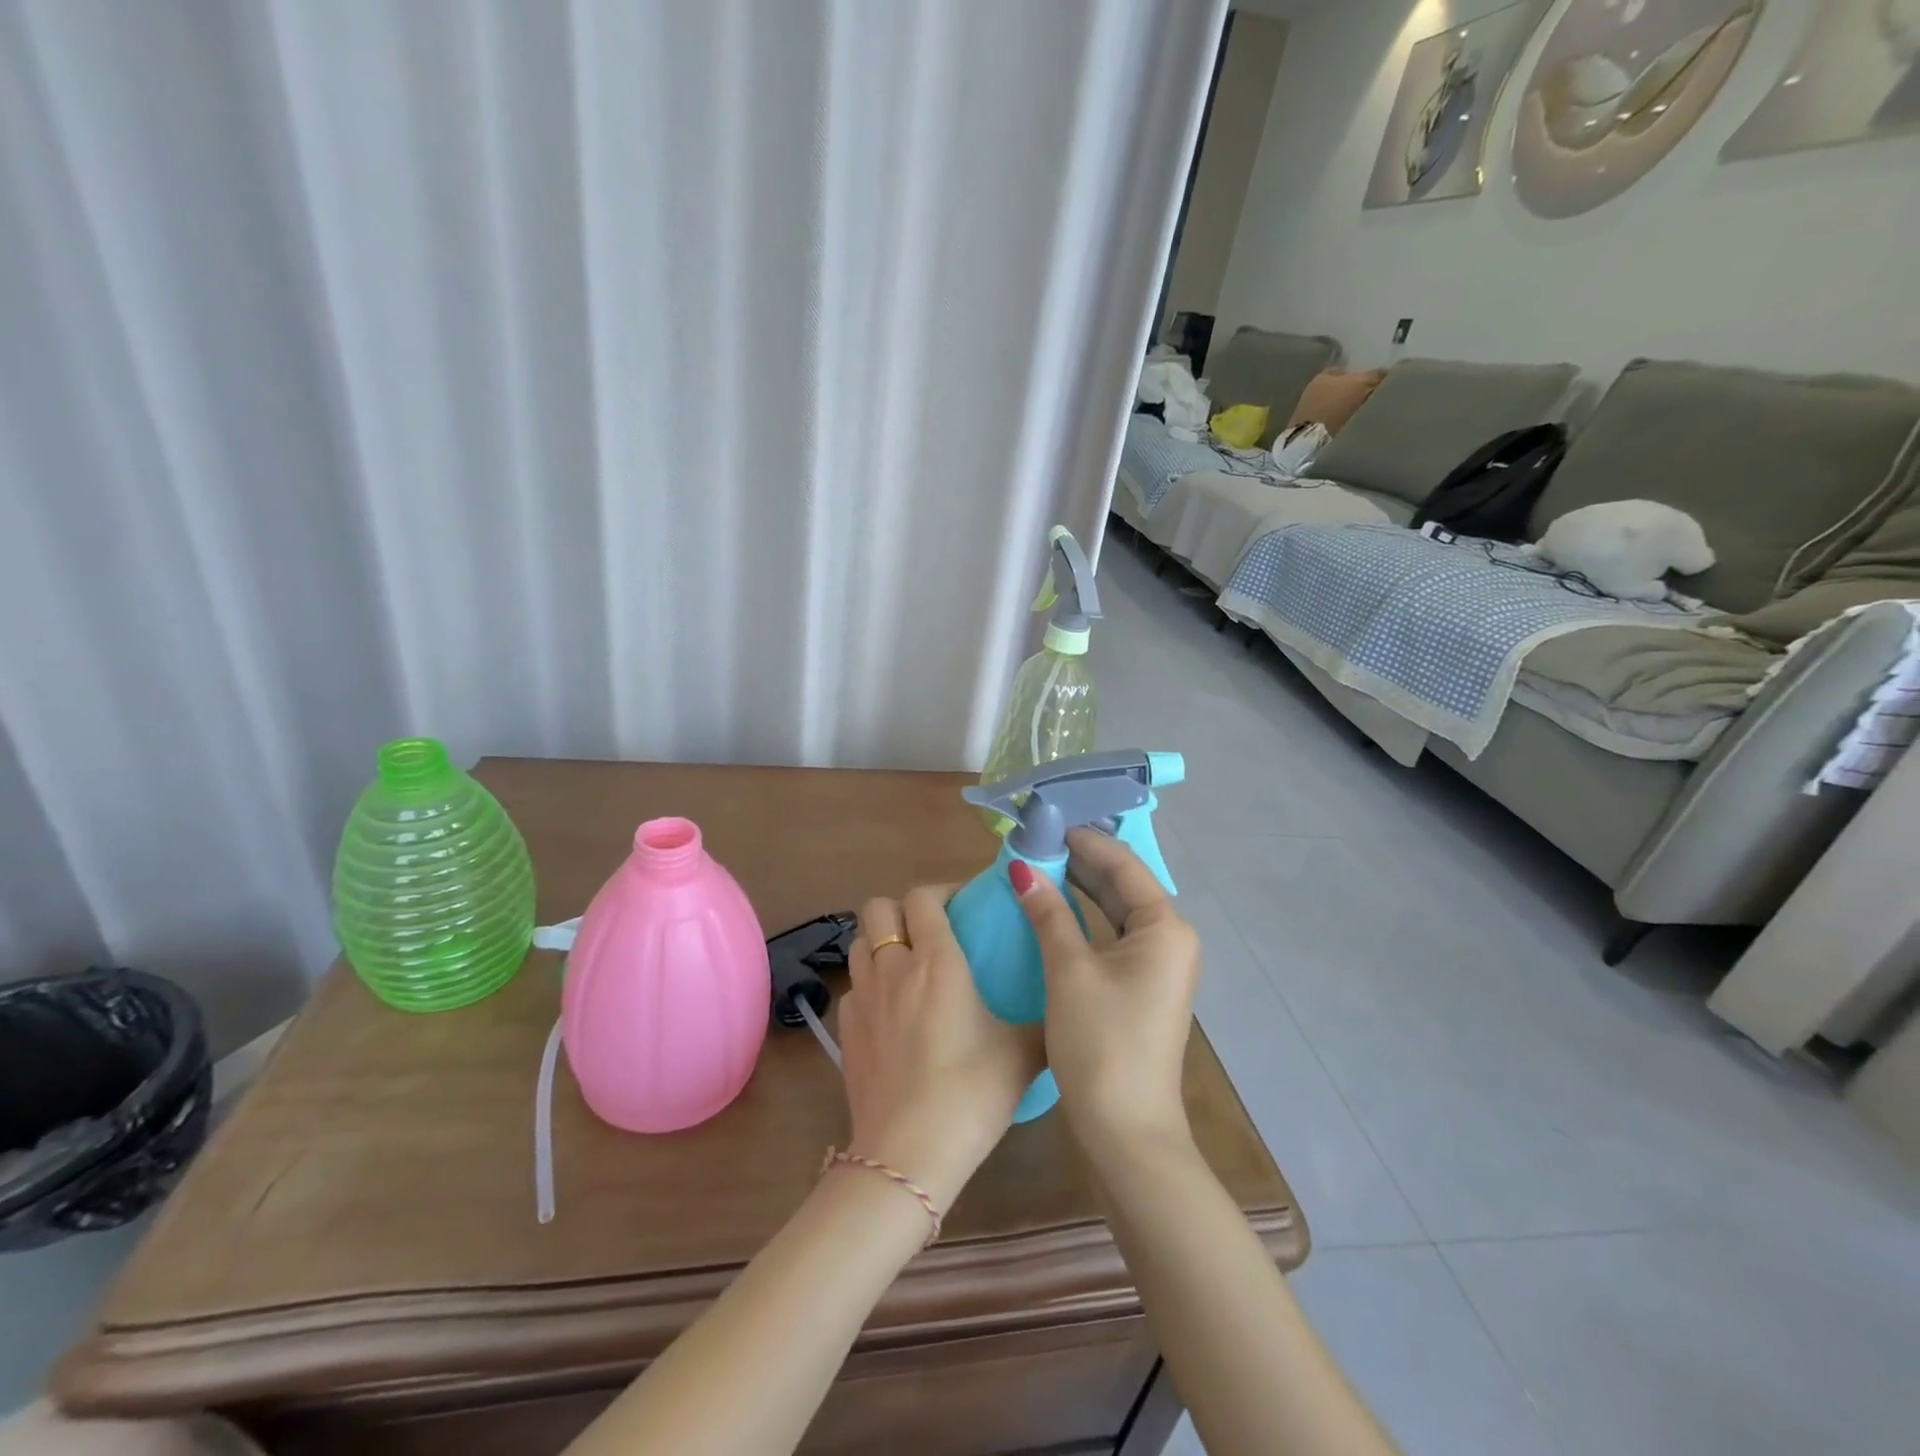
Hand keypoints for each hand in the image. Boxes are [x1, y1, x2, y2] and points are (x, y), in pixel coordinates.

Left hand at [836, 886, 1045, 1209]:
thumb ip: (1045, 1020)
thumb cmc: (971, 1094)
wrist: (908, 1155)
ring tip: (909, 967)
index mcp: (937, 961)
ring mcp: (862, 999)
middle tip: (932, 932)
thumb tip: (1069, 1006)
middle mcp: (893, 968)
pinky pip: (852, 987)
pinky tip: (890, 1012)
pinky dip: (869, 985)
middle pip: (878, 907)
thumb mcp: (1023, 1055)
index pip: (923, 897)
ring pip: (859, 943)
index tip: (965, 907)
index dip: (943, 892)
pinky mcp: (845, 1031)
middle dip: (902, 909)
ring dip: (881, 942)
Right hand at [1011, 829, 1200, 1162]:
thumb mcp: (1069, 970)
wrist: (1127, 1130)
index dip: (1084, 840)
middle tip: (1034, 841)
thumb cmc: (1101, 1042)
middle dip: (1080, 862)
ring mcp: (1158, 965)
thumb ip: (1048, 913)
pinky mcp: (1142, 986)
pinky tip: (1053, 910)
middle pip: (1122, 885)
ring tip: (1038, 866)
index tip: (1045, 821)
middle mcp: (1169, 938)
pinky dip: (1084, 919)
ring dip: (1080, 889)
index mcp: (1164, 927)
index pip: (1122, 865)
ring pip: (1115, 910)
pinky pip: (1112, 936)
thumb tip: (1022, 869)